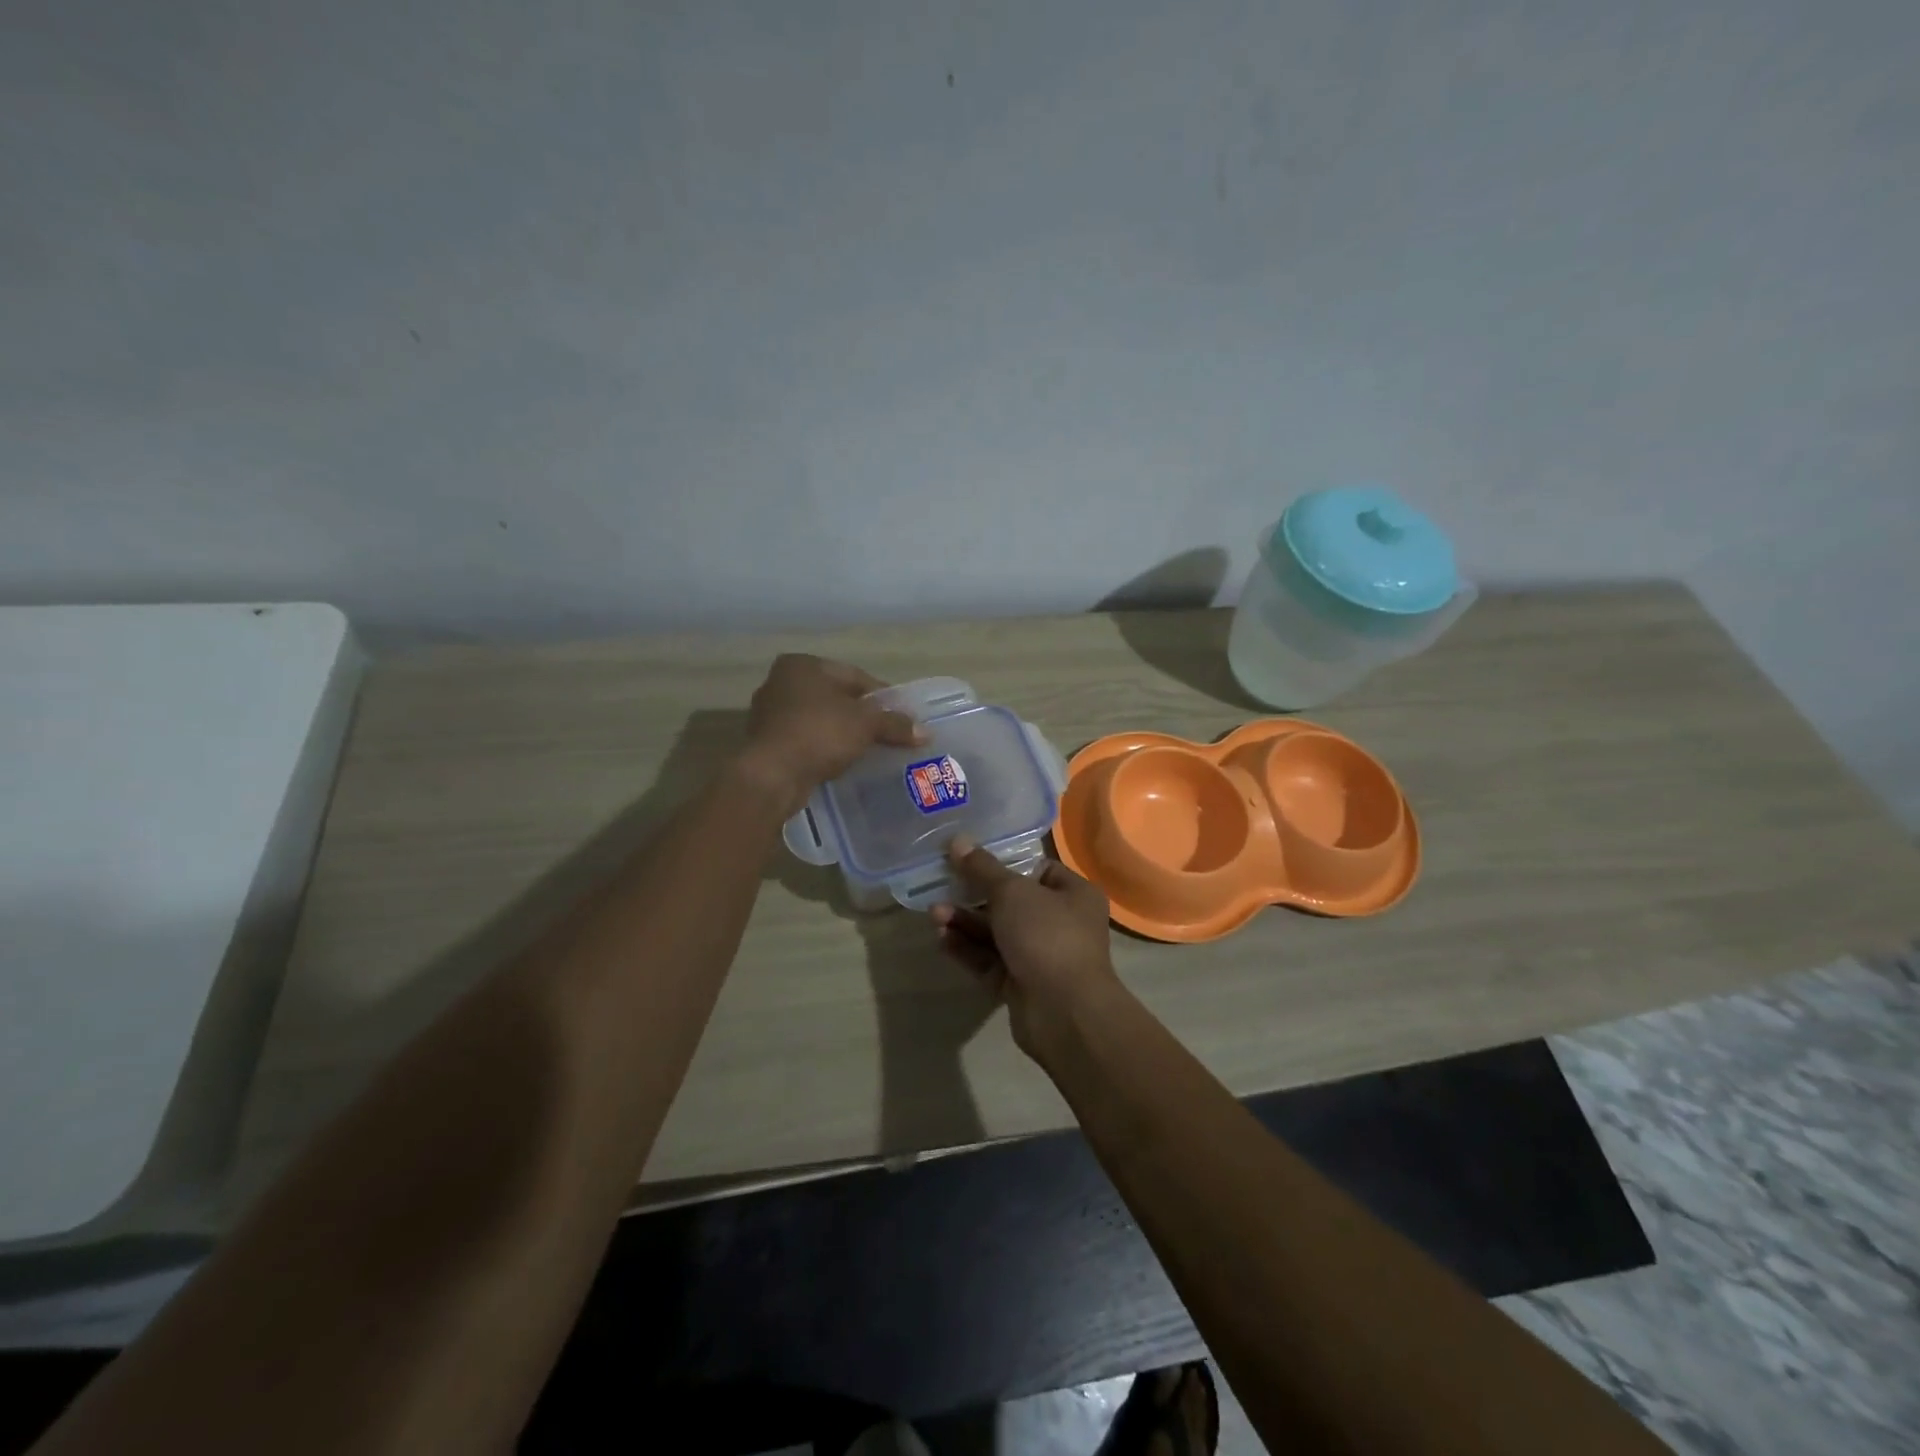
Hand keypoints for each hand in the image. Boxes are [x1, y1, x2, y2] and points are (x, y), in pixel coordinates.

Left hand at [739, 654, 924, 814]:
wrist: (773, 775)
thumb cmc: (819, 734)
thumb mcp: (866, 724)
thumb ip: (895, 724)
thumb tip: (925, 732)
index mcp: (802, 665)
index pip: (854, 676)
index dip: (882, 696)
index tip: (902, 715)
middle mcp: (781, 682)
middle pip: (836, 696)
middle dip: (861, 714)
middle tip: (888, 732)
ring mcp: (769, 713)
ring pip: (820, 718)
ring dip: (842, 732)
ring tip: (868, 749)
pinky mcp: (767, 742)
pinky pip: (806, 739)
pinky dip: (824, 746)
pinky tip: (841, 760)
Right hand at [931, 836, 1121, 1063]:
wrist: (1063, 1012)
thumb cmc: (1046, 936)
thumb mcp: (1012, 892)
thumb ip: (982, 868)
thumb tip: (958, 841)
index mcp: (1073, 894)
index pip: (1036, 869)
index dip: (1003, 862)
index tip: (968, 856)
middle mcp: (1060, 923)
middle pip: (1010, 902)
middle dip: (973, 895)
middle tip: (941, 884)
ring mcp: (1039, 955)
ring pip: (996, 932)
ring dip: (965, 922)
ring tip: (934, 913)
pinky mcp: (1019, 983)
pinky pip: (989, 960)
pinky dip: (967, 948)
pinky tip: (940, 938)